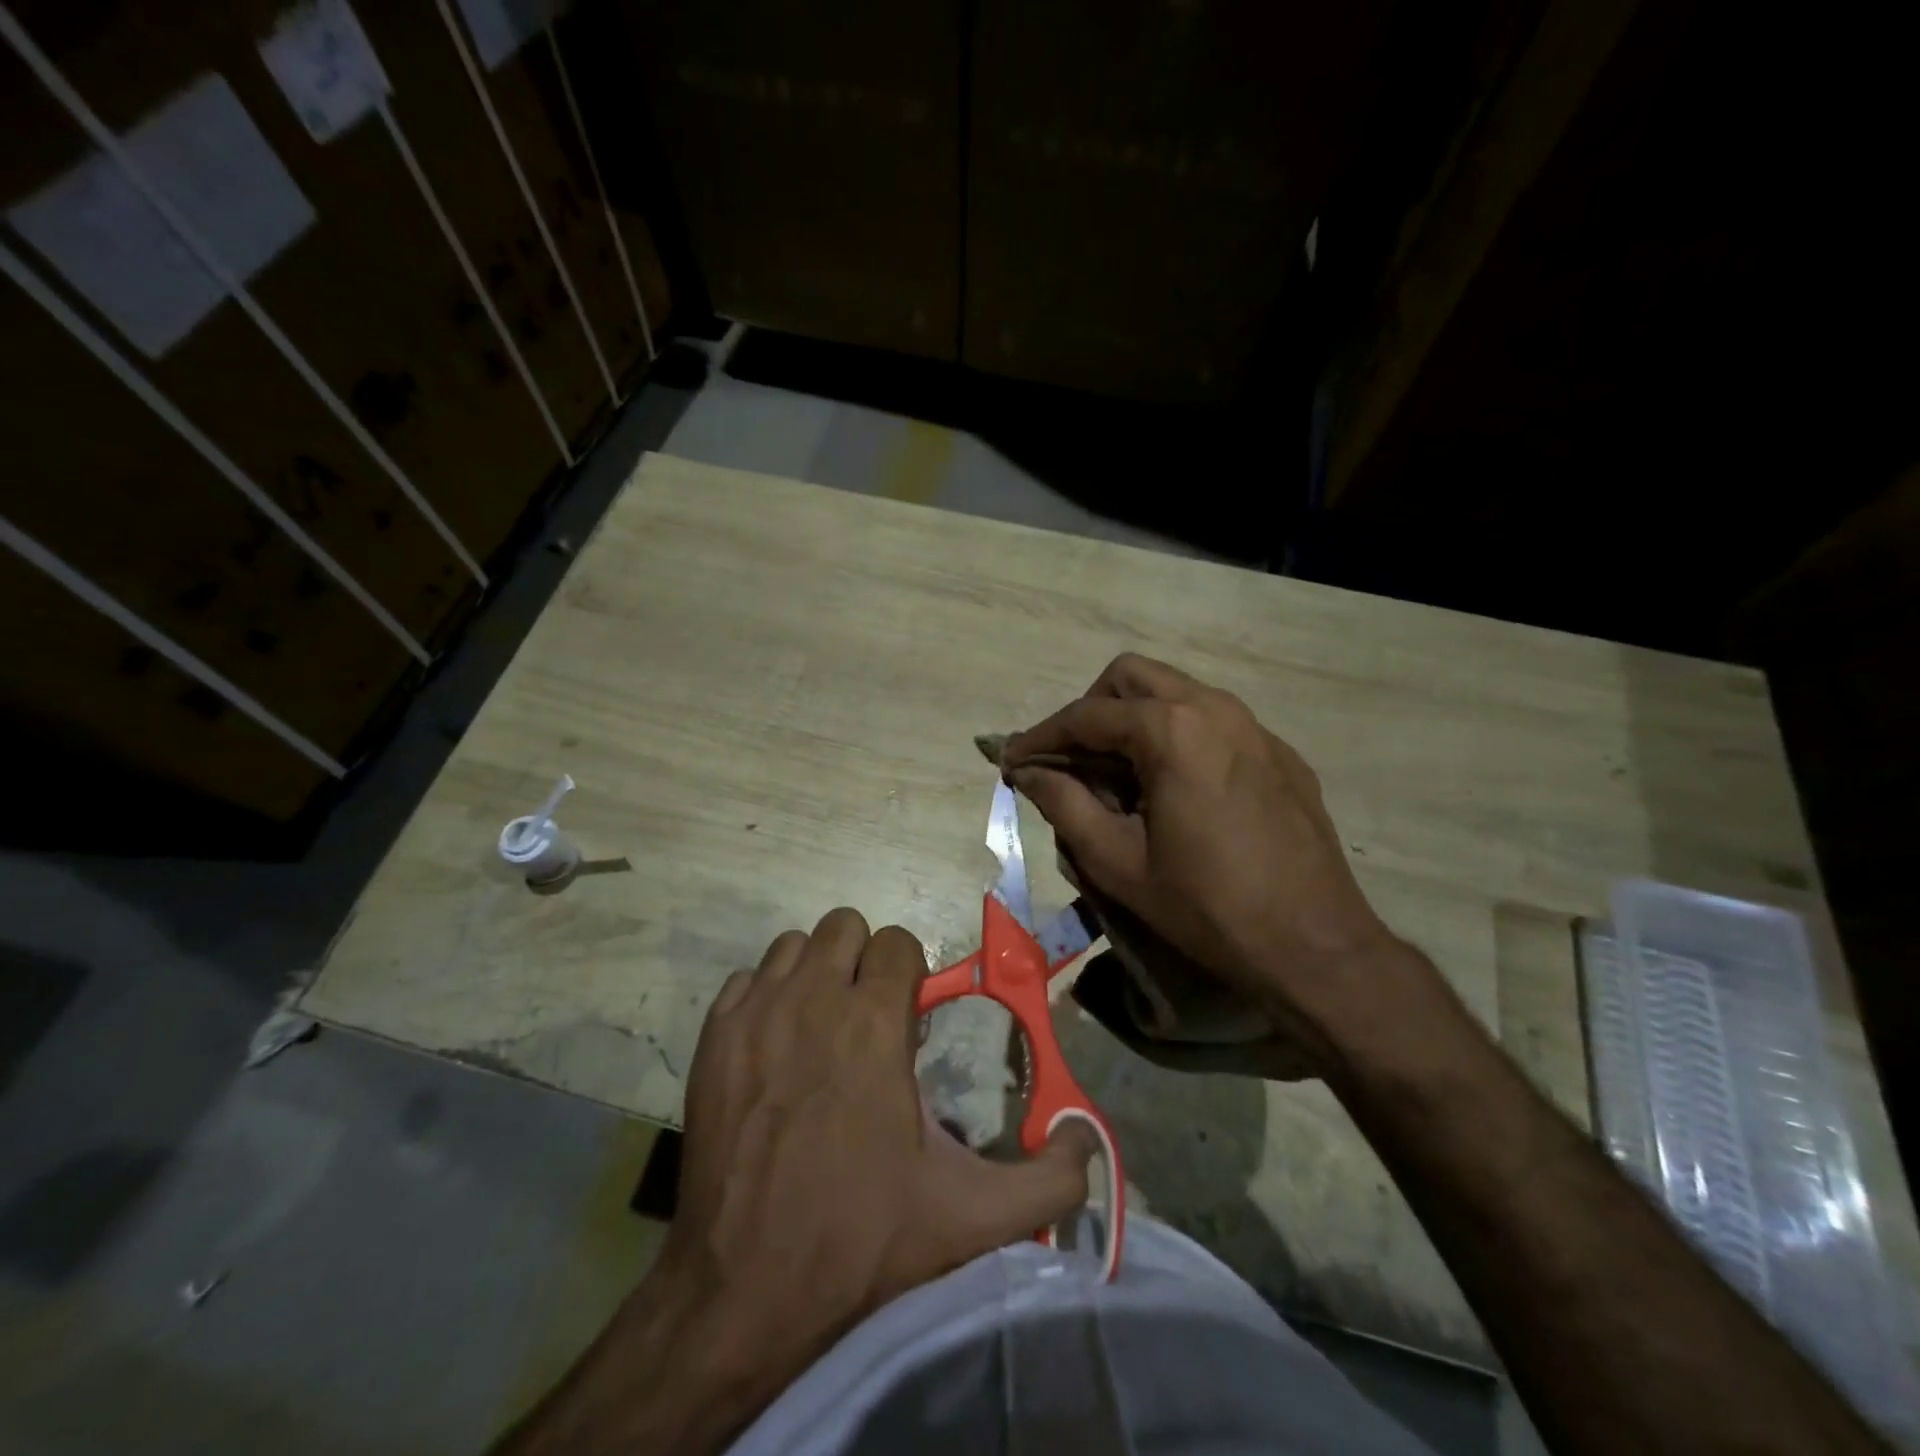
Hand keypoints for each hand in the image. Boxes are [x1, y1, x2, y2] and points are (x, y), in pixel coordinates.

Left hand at [496, 910, 1094, 1455]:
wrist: (745, 1288)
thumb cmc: (862, 1237)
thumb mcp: (971, 1216)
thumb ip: (1048, 1181)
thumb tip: (1088, 1144)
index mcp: (873, 1022)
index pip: (896, 941)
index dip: (909, 972)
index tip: (907, 1016)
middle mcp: (812, 998)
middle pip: (843, 925)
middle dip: (862, 960)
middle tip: (867, 1015)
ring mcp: (755, 1013)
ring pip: (792, 946)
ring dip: (814, 972)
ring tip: (821, 1025)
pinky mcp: (712, 1037)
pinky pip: (746, 981)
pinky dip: (765, 998)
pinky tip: (775, 1046)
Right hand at [1007, 655, 1406, 1055]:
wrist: (1316, 945)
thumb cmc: (1207, 906)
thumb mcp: (1119, 862)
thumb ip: (1064, 805)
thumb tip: (1028, 773)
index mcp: (1172, 731)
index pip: (1086, 715)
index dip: (1041, 736)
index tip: (1012, 760)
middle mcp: (1215, 708)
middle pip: (1131, 678)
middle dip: (1090, 711)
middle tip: (1071, 761)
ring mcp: (1255, 727)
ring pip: (1176, 694)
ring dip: (1134, 721)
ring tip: (1118, 779)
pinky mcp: (1279, 753)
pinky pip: (1213, 722)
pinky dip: (1177, 738)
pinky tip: (1175, 792)